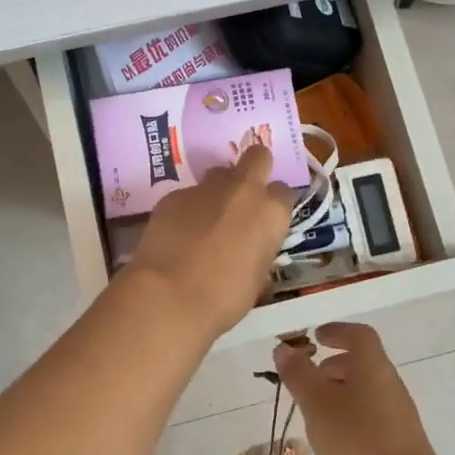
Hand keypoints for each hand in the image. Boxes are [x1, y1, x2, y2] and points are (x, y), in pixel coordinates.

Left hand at [123, 143, 293, 342]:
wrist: (169, 296)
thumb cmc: (225, 297)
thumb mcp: (258, 277)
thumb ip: (259, 248)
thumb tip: (251, 244)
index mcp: (271, 213)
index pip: (284, 192)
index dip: (275, 204)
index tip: (267, 219)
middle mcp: (243, 190)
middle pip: (257, 157)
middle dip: (255, 169)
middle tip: (245, 194)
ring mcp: (205, 188)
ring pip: (219, 173)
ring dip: (219, 188)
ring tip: (208, 217)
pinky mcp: (174, 195)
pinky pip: (188, 194)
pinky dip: (188, 208)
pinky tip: (178, 233)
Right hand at [274, 323, 445, 454]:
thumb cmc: (358, 441)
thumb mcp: (317, 405)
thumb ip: (299, 375)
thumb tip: (284, 348)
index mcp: (372, 366)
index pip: (358, 335)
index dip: (337, 331)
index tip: (316, 337)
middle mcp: (389, 383)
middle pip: (362, 363)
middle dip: (333, 366)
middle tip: (308, 381)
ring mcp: (399, 413)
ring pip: (366, 391)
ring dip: (340, 393)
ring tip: (315, 414)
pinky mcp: (401, 441)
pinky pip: (371, 415)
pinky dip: (351, 416)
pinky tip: (336, 441)